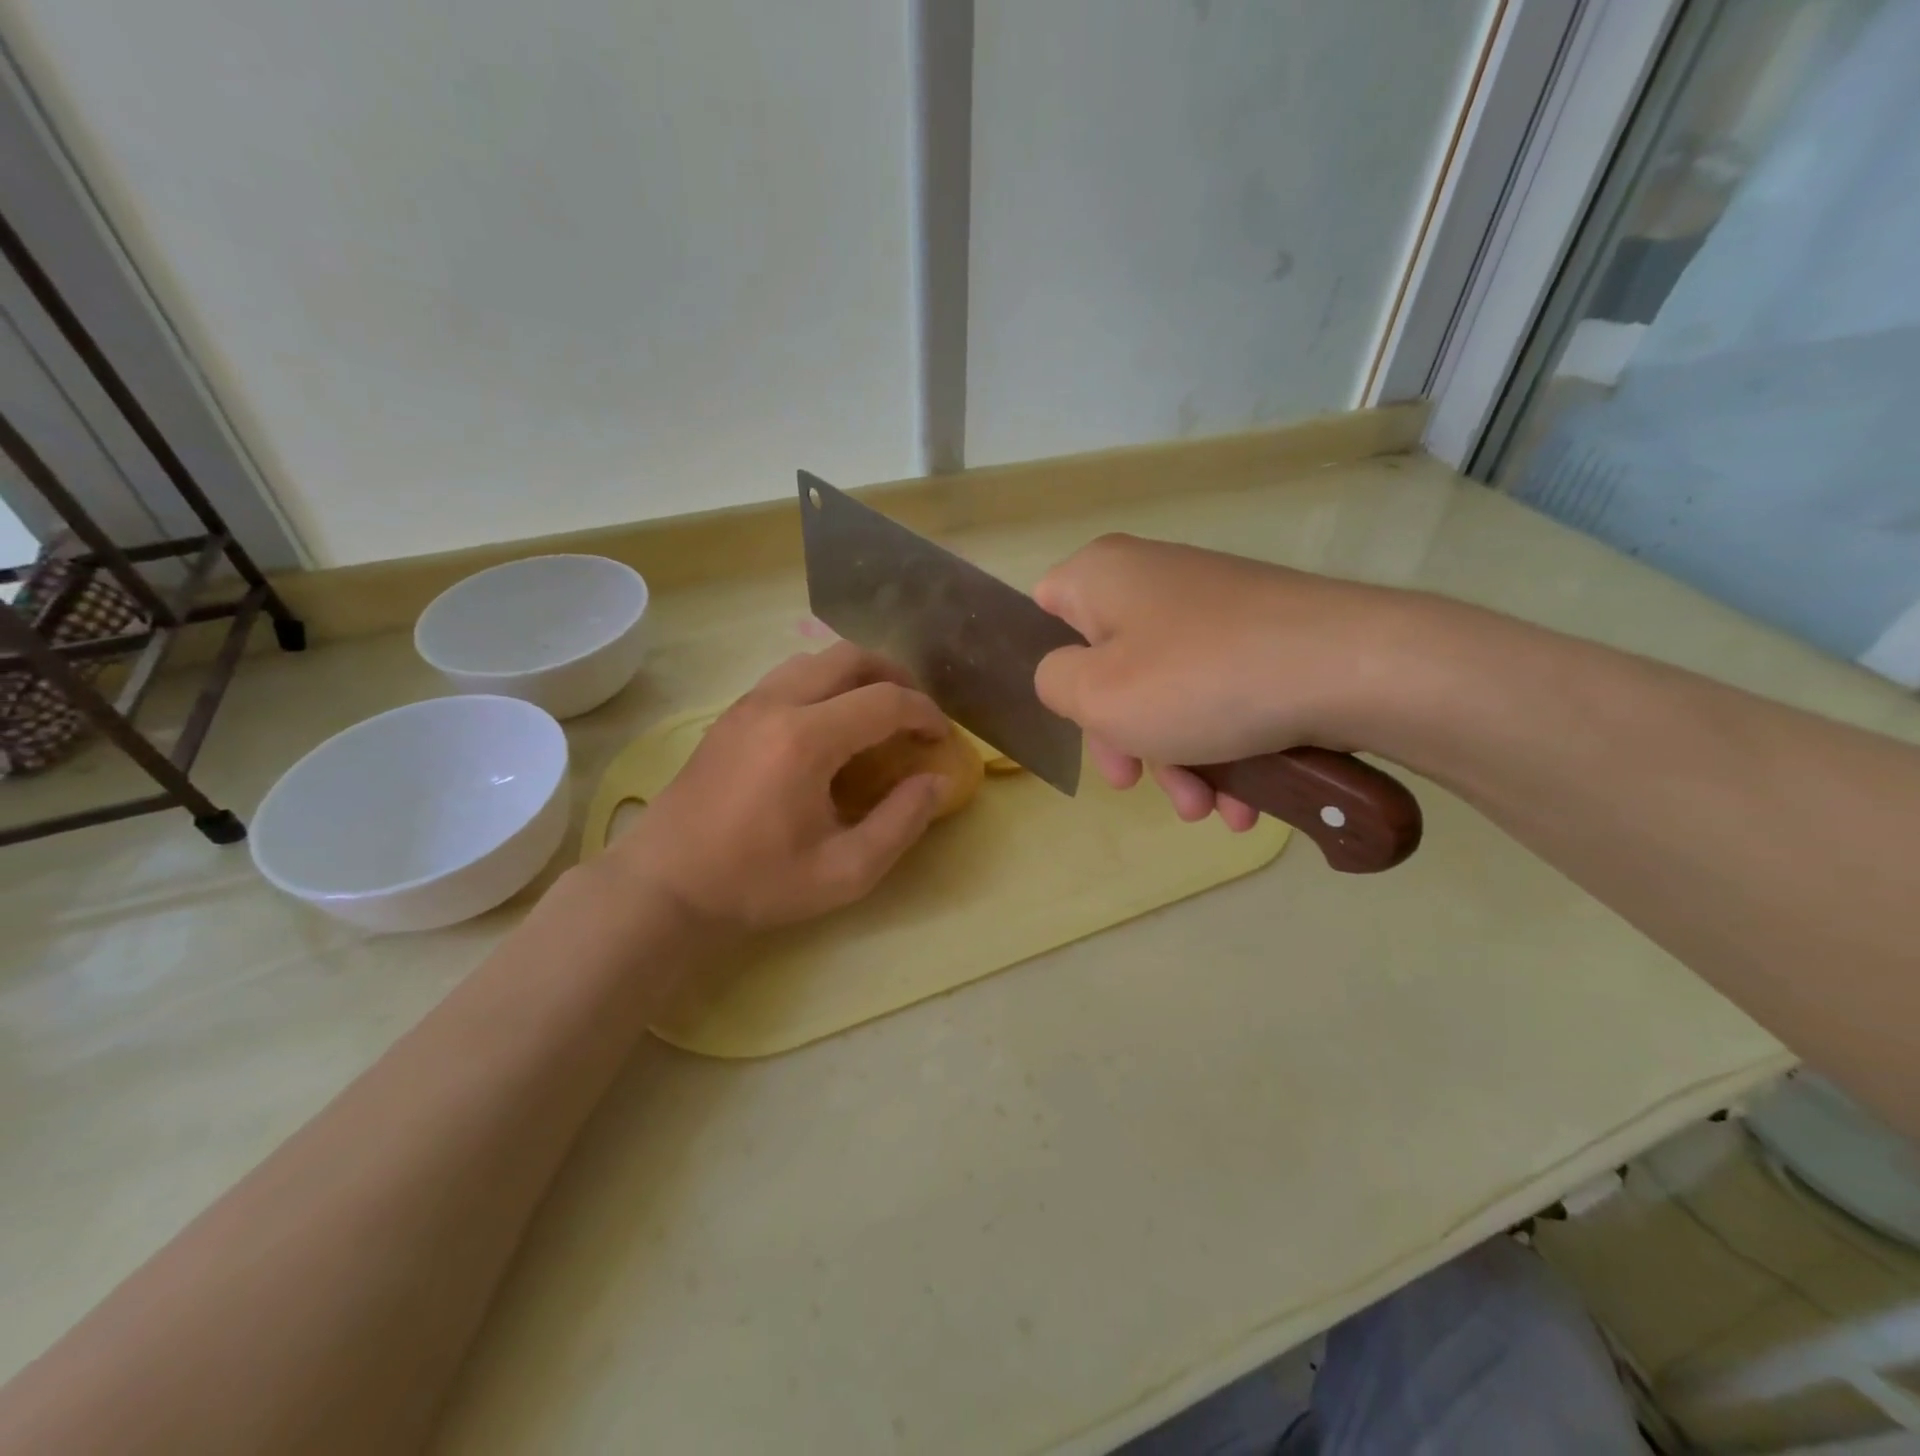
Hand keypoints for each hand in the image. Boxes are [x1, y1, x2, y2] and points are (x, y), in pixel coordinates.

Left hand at [610, 643, 949, 932]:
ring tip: (876, 713)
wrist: (666, 885)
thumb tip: (935, 782)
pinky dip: (824, 684)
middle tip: (914, 714)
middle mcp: (776, 704)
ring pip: (815, 659)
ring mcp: (747, 704)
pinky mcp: (730, 715)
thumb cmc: (756, 883)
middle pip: (850, 657)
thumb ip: (901, 823)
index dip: (925, 714)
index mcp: (806, 739)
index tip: (942, 740)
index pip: (885, 701)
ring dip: (856, 675)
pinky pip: (788, 676)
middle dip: (895, 677)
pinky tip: (830, 725)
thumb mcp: (844, 872)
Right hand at [1033, 535, 1405, 829]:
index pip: (1045, 611)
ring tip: (1206, 809)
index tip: (1076, 720)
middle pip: (1108, 666)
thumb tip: (1068, 676)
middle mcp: (1155, 580)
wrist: (1354, 667)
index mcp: (1104, 575)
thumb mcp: (1096, 694)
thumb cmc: (1199, 679)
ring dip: (1177, 760)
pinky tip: (1243, 801)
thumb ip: (1053, 683)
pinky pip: (1216, 694)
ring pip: (1166, 692)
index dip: (1054, 670)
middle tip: (1135, 784)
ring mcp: (1214, 608)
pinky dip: (1220, 747)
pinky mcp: (1261, 637)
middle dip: (1123, 738)